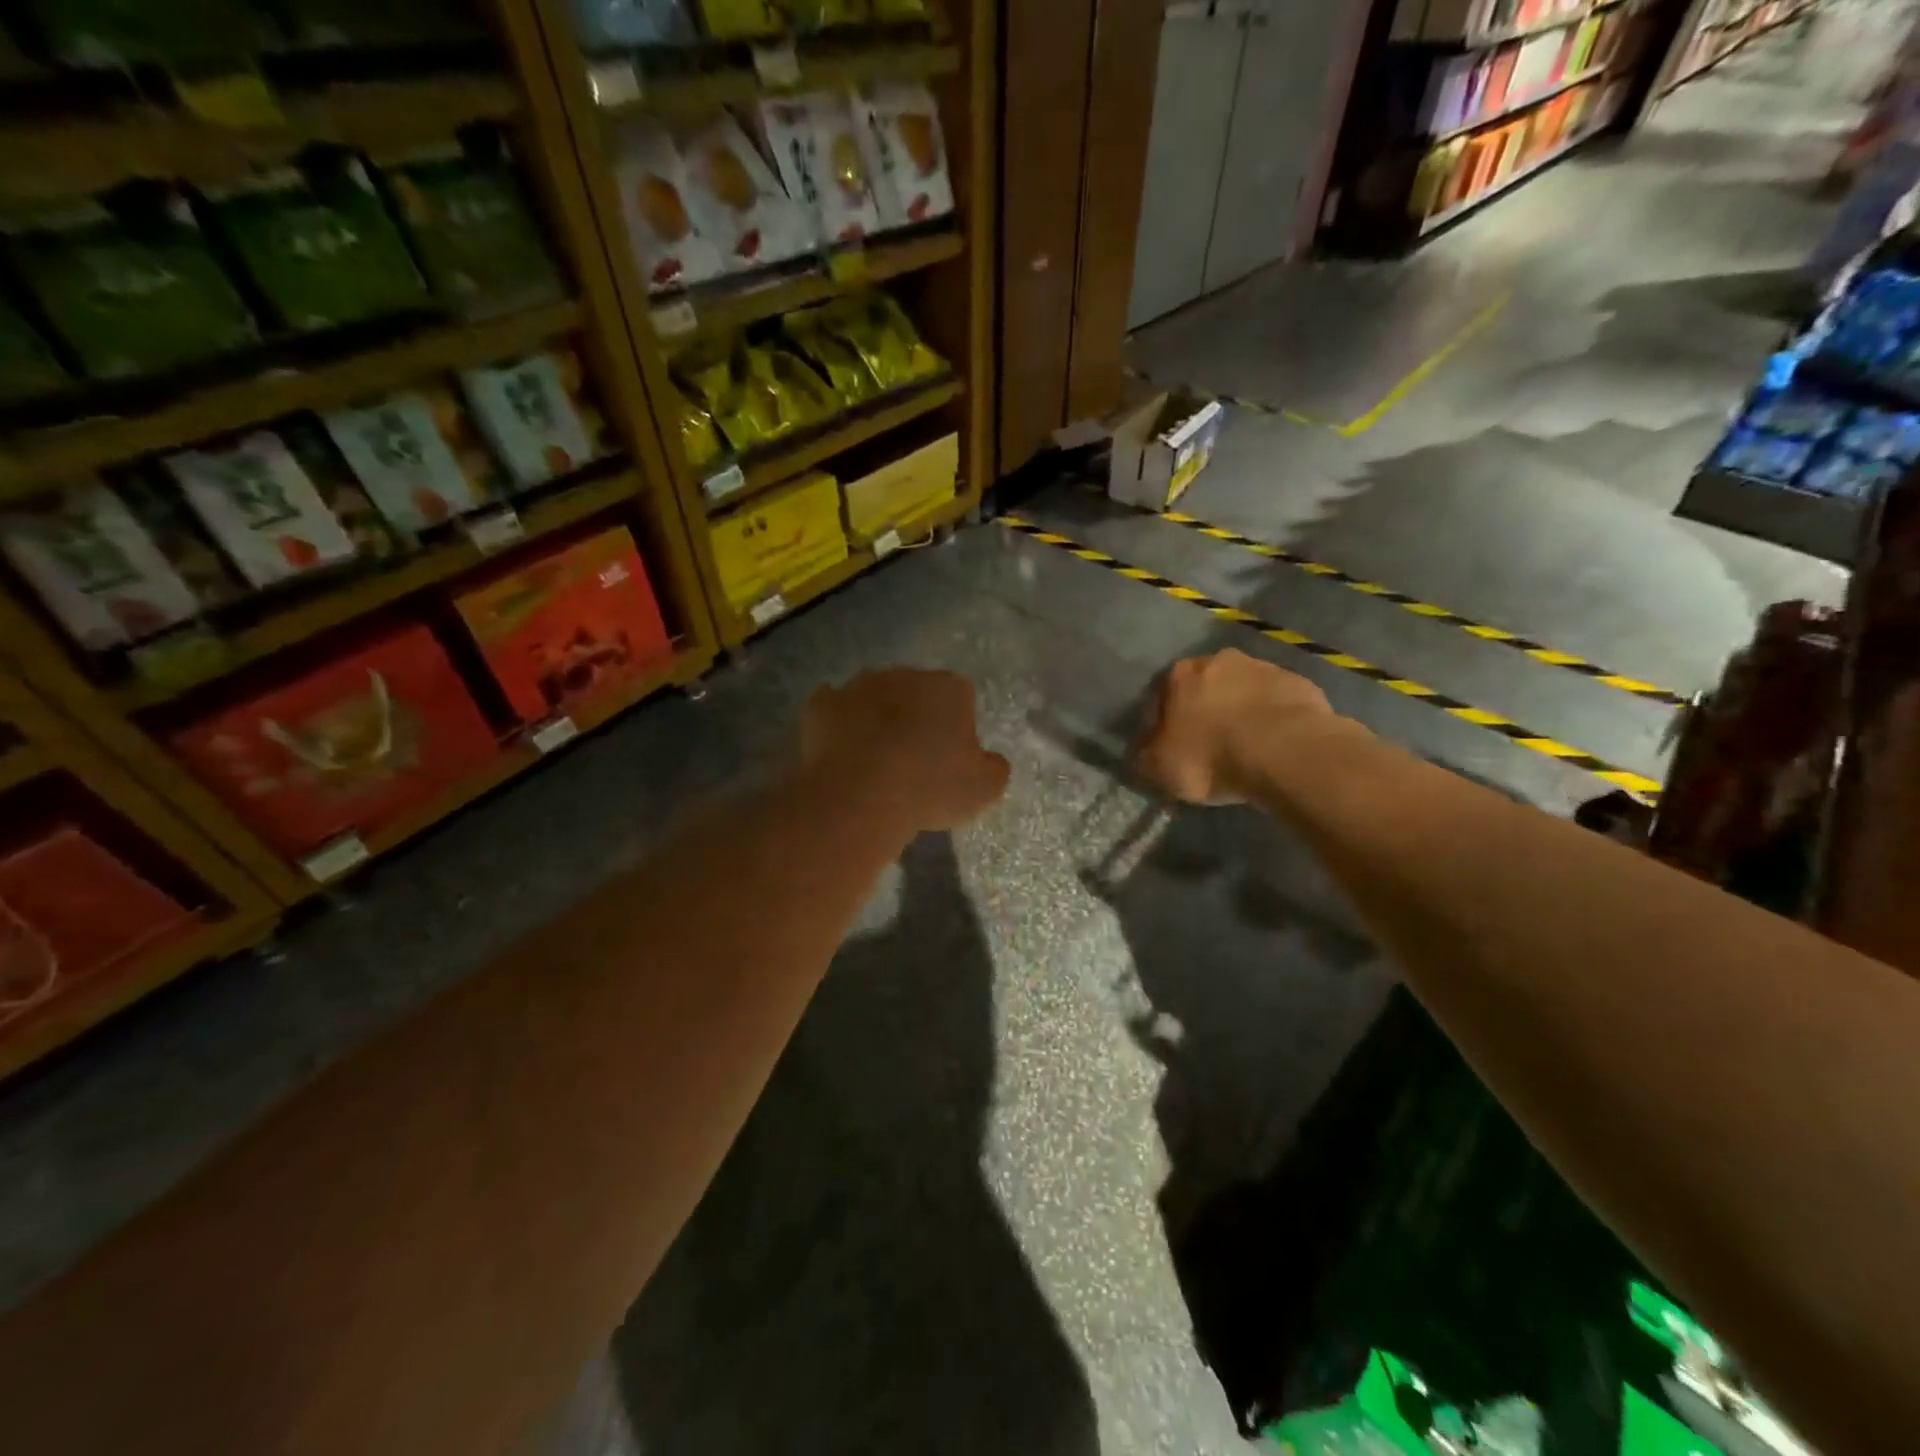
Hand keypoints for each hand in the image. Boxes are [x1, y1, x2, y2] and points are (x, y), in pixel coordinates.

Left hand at [802, 668, 1010, 831]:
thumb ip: (994, 767)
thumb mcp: (984, 788)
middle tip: (912, 760)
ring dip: (876, 719)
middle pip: (915, 693)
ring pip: (873, 697)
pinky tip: (841, 752)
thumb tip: (989, 760)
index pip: (961, 698)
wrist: (859, 794)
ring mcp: (858, 686)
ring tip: (873, 760)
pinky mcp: (821, 704)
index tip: (949, 759)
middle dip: (915, 717)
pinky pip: (833, 710)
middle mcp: (904, 675)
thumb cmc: (930, 787)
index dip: (956, 728)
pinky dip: (838, 725)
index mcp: (949, 688)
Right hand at [1133, 650, 1339, 804]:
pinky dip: (1272, 720)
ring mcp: (1263, 668)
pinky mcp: (1299, 684)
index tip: (1170, 749)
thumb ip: (1144, 756)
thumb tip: (1142, 752)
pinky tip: (1275, 747)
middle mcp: (1218, 660)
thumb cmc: (1210, 756)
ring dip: (1240, 712)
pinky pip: (1276, 704)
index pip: (1160, 697)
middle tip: (1209, 746)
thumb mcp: (1159, 767)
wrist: (1285, 752)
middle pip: (1204, 688)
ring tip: (1246, 749)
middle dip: (1204, 712)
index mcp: (1178, 674)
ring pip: (1242, 692)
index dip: (1162, 725)